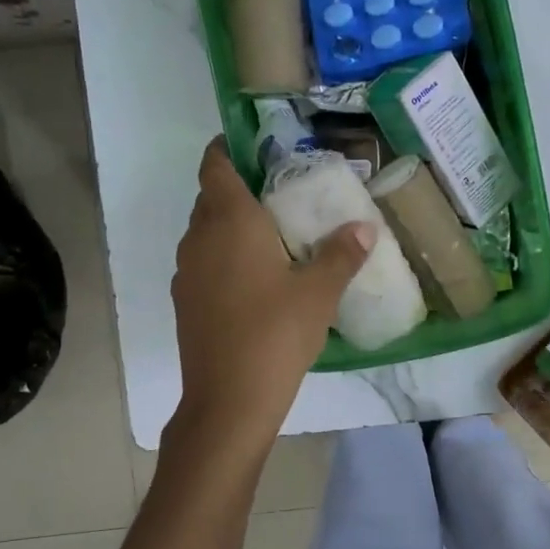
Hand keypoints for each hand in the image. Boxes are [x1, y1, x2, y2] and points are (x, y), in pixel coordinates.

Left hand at [169, 139, 373, 445]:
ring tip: (275, 235)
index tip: (258, 147)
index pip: (215, 165)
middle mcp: (198, 238)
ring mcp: (186, 271)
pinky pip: (204, 261)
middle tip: (283, 193)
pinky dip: (225, 256)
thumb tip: (364, 226)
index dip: (229, 149)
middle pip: (211, 197)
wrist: (228, 401)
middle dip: (240, 188)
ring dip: (232, 226)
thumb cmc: (275, 334)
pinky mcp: (185, 301)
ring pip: (206, 231)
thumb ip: (342, 253)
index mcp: (228, 222)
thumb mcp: (319, 292)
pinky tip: (257, 279)